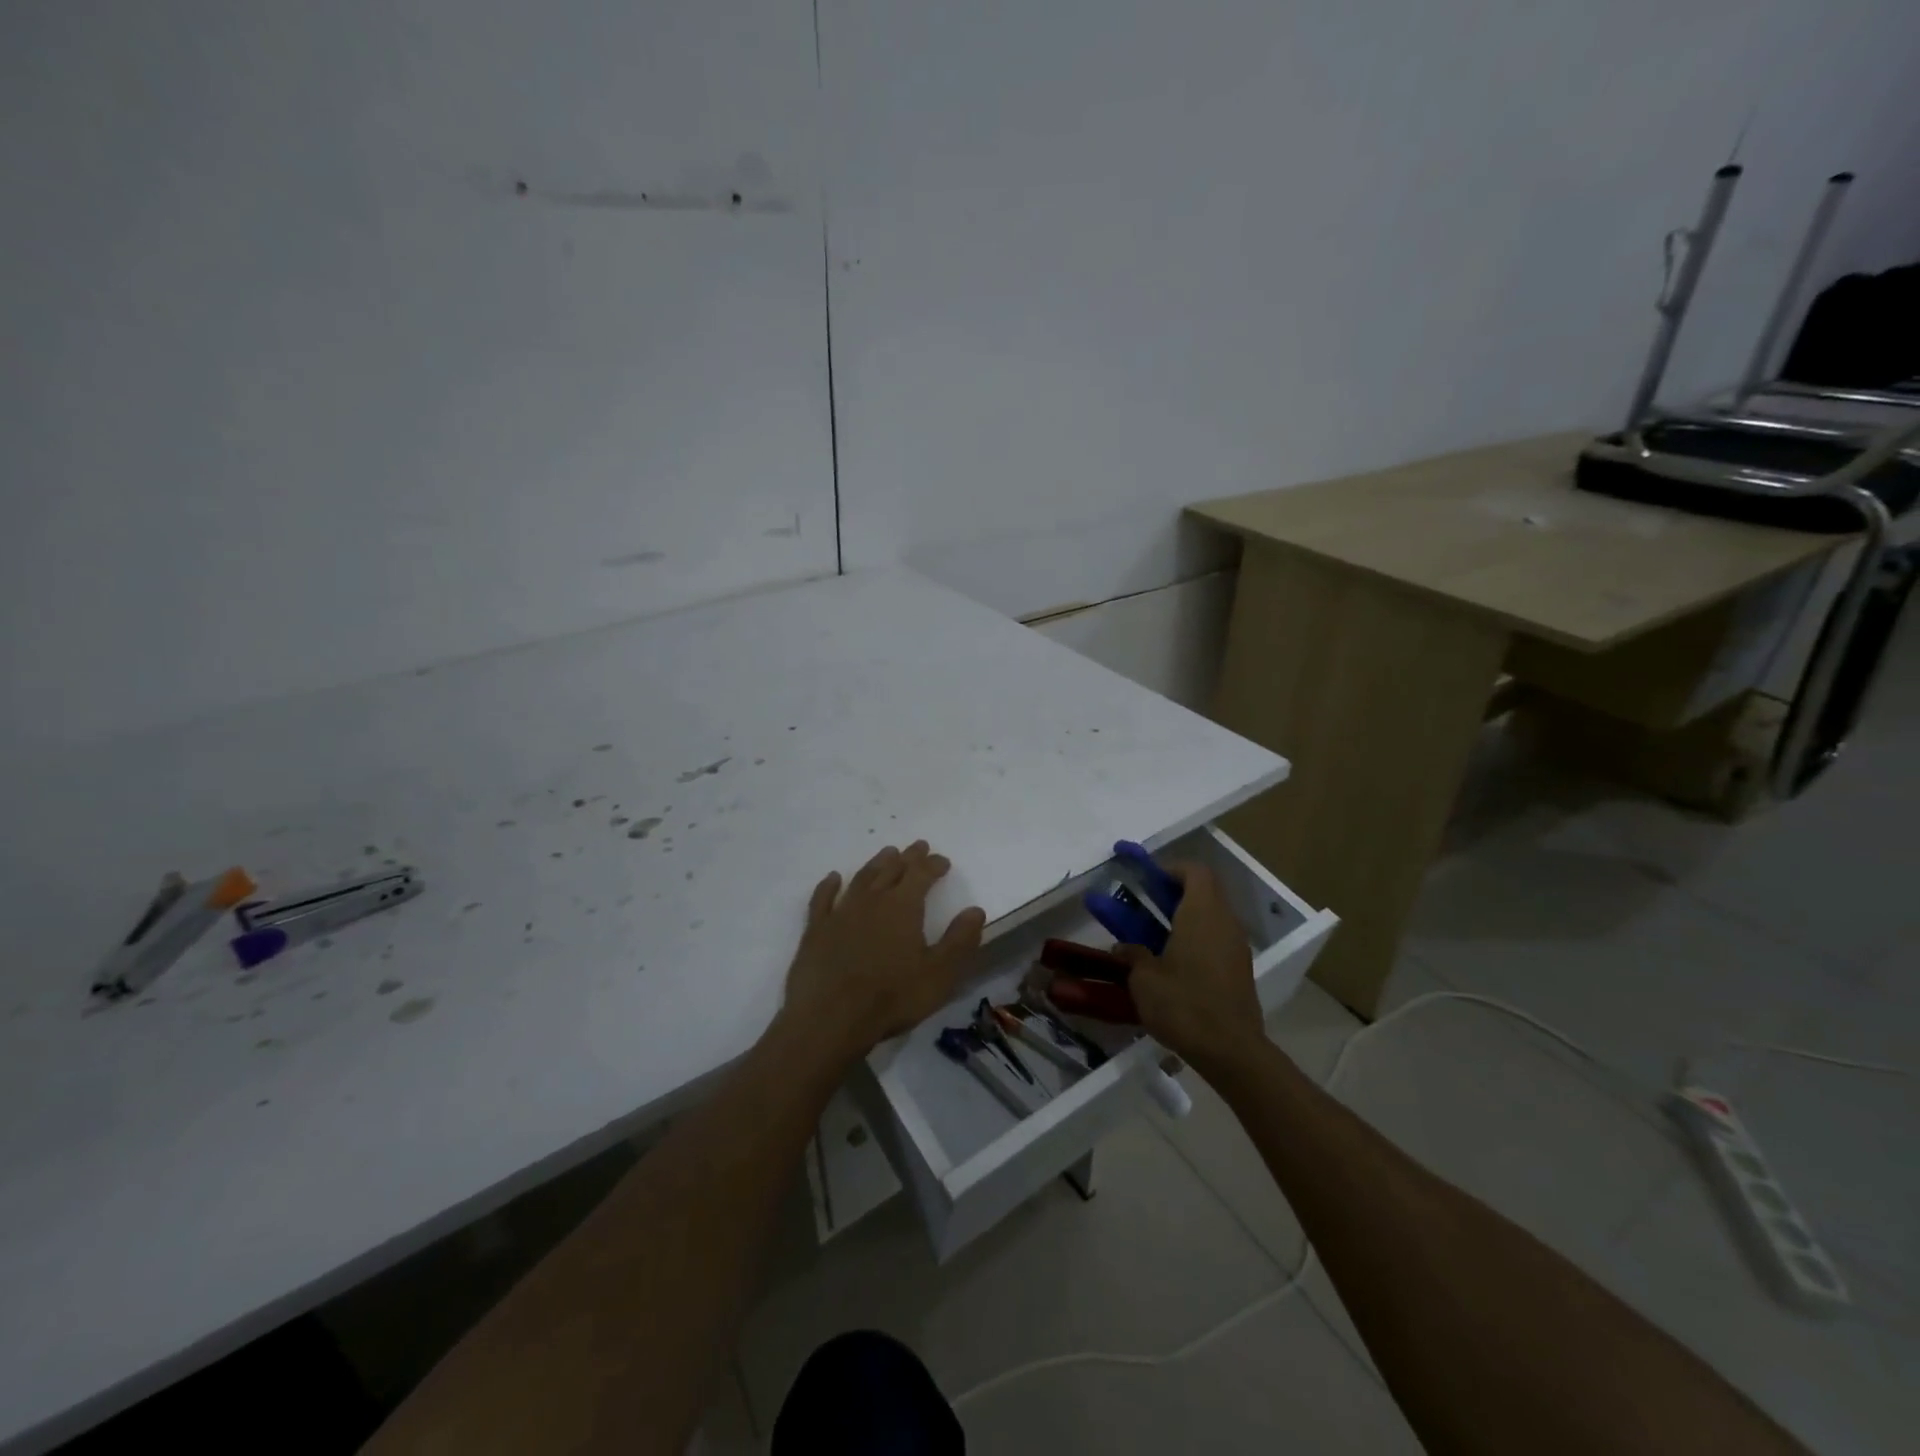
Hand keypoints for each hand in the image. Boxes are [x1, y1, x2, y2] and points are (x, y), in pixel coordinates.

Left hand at [780, 841, 986, 1061]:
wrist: (830, 1019)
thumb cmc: (891, 998)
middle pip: (892, 869)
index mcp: (903, 907)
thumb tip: (975, 910)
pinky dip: (829, 884)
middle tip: (917, 847)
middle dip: (908, 857)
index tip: (943, 861)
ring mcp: (841, 912)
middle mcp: (872, 900)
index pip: (922, 874)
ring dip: (876, 864)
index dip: (933, 865)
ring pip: (862, 878)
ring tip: (887, 853)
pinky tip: (833, 878)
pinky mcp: (816, 929)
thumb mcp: (939, 974)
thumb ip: (959, 940)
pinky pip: (823, 898)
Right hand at [1113, 862, 1266, 1075]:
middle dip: (1173, 894)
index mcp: (1202, 913)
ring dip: (1184, 918)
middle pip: (1203, 892)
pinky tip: (1172, 964)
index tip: (1146, 880)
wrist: (1230, 1050)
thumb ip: (1132, 955)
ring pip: (1210, 917)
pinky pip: (1215, 941)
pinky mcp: (1239, 970)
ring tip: (1153, 935)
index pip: (1194, 871)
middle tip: (1144, 905)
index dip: (1170, 869)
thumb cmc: (1184, 1004)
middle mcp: (1224, 922)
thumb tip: (1124, 947)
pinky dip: (1195, 940)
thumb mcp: (1144, 979)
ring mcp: (1236, 947)